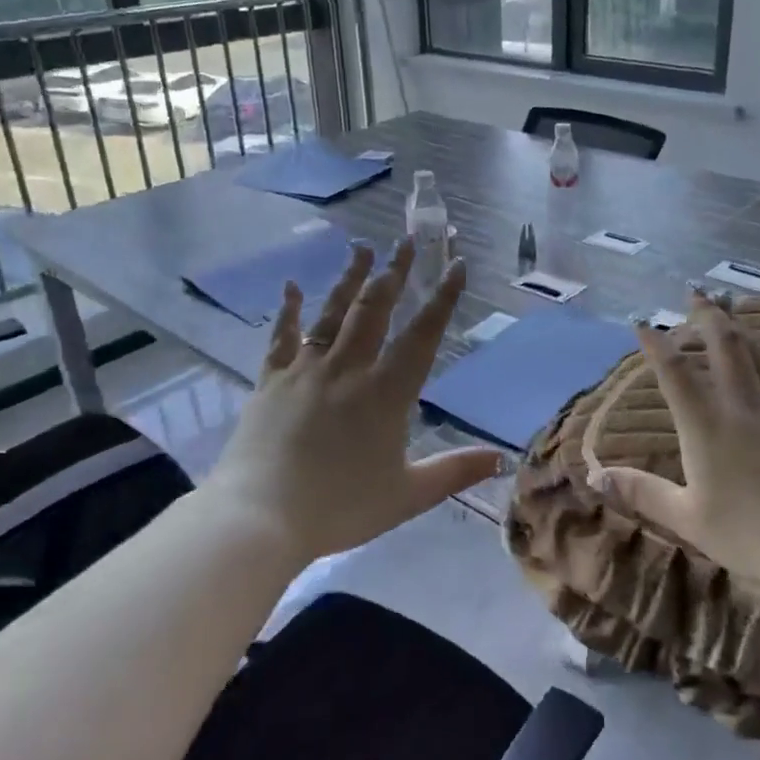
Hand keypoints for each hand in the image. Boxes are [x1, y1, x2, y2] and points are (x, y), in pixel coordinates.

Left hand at [209, 238, 501, 561]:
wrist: (258, 519)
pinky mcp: (270, 381)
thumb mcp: (407, 495)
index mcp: (386, 392)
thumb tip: (501, 459)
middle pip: (376, 309)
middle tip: (407, 240)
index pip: (422, 334)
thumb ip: (454, 471)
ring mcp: (306, 370)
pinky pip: (282, 337)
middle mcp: (348, 369)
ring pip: (333, 313)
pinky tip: (290, 287)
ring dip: (350, 278)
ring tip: (363, 248)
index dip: (442, 298)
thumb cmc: (338, 508)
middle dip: (395, 272)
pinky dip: (288, 311)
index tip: (455, 265)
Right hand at [591, 295, 759, 597]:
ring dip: (743, 328)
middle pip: (724, 345)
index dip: (655, 343)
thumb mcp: (686, 518)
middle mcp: (742, 404)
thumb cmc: (748, 535)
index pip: (674, 372)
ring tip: (732, 308)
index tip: (642, 320)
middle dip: (706, 314)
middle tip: (695, 292)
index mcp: (705, 425)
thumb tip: (595, 477)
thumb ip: (641, 492)